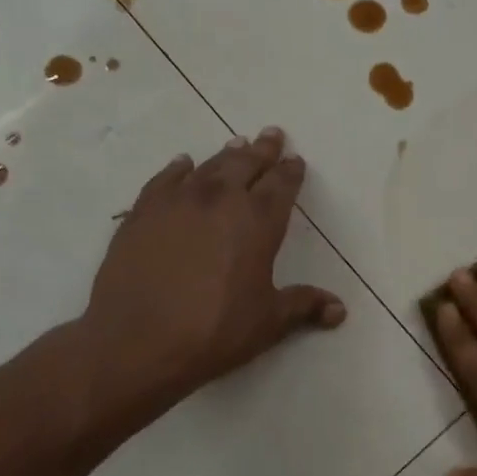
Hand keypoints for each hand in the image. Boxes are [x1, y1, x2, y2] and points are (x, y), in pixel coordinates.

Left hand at [61, 127, 344, 440]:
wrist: (136, 341)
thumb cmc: (214, 331)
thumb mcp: (268, 322)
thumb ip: (304, 307)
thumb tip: (340, 310)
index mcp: (258, 222)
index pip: (281, 186)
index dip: (290, 172)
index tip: (296, 159)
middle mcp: (220, 201)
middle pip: (246, 165)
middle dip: (262, 150)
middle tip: (271, 134)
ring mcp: (178, 202)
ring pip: (208, 167)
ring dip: (226, 155)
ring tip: (236, 144)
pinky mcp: (143, 213)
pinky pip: (165, 180)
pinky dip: (178, 169)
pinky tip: (183, 164)